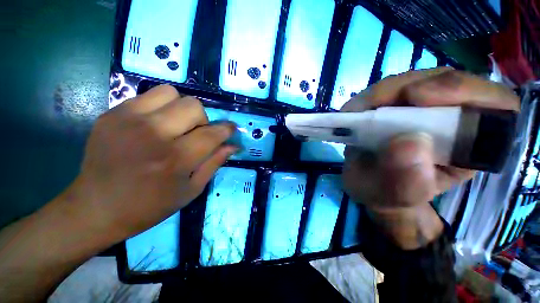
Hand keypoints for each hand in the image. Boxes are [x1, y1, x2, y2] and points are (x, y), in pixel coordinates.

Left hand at [69, 85, 236, 239]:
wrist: (95, 208)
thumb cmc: (150, 206)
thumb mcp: (191, 190)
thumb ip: (214, 163)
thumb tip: (233, 146)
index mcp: (176, 159)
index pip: (212, 133)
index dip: (226, 129)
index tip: (231, 128)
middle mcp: (154, 134)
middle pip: (193, 106)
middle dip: (202, 120)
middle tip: (195, 134)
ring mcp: (129, 120)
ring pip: (171, 93)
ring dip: (181, 109)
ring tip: (175, 126)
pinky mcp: (112, 114)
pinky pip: (148, 96)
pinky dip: (161, 106)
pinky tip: (154, 125)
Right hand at [341, 68, 519, 248]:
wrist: (372, 186)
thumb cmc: (388, 194)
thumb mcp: (395, 196)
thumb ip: (407, 181)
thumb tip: (408, 143)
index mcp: (473, 145)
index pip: (494, 104)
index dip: (463, 91)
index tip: (415, 98)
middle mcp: (455, 119)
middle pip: (447, 81)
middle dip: (407, 88)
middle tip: (370, 107)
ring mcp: (425, 107)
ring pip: (413, 80)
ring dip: (381, 94)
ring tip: (357, 113)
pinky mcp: (400, 104)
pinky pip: (388, 89)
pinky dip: (369, 98)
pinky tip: (356, 113)